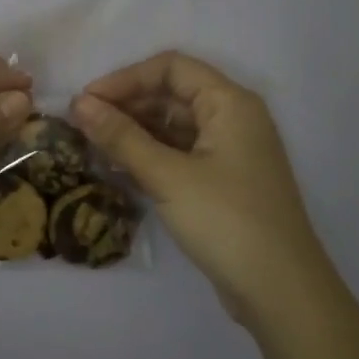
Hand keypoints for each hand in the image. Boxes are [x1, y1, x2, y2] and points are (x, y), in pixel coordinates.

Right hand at [72, 52, 324, 318]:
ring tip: (93, 147)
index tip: (87, 101)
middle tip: (82, 126)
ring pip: (173, 126)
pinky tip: (118, 168)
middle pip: (172, 94)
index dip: (126, 78)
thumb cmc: (226, 221)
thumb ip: (121, 136)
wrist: (280, 291)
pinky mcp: (222, 181)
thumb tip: (79, 103)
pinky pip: (179, 153)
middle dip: (126, 105)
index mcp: (230, 103)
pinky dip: (149, 155)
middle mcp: (233, 118)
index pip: (171, 68)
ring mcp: (229, 152)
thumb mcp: (167, 176)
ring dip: (134, 132)